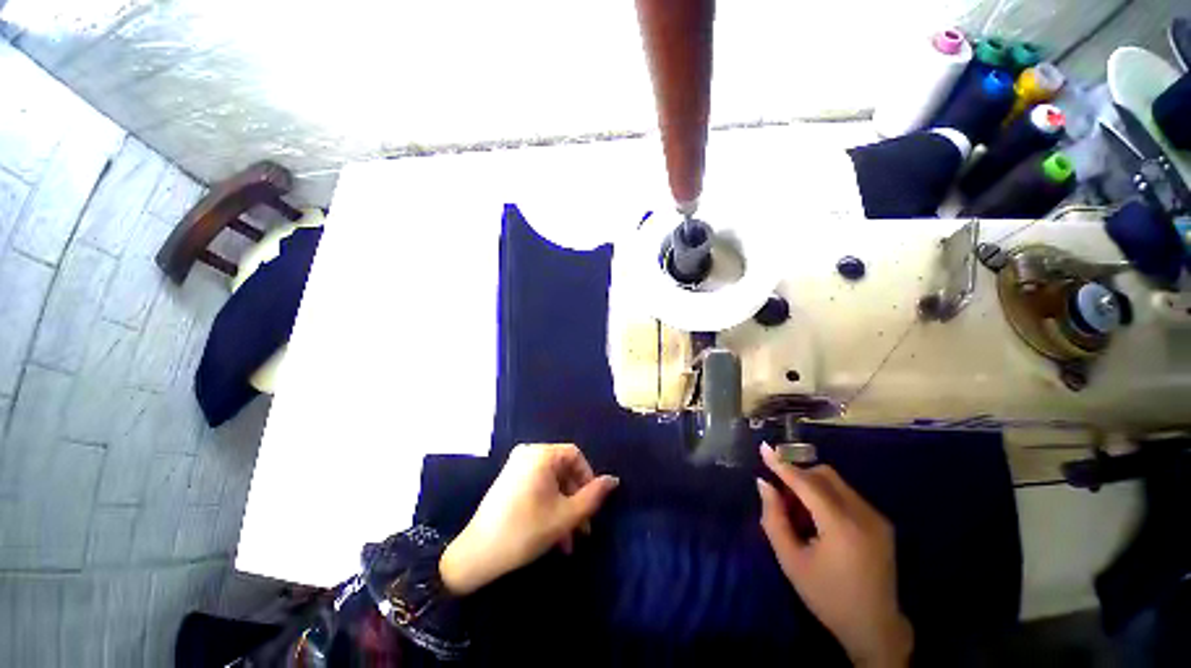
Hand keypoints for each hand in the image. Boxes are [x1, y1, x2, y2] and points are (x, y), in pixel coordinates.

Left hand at [439, 443, 618, 595]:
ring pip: (551, 483)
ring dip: (564, 509)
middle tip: (584, 529)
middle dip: (576, 500)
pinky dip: (549, 506)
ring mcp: (516, 466)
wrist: (477, 555)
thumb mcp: (566, 515)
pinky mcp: (509, 481)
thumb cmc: (525, 531)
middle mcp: (528, 453)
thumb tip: (614, 480)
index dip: (588, 478)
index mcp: (540, 454)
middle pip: (563, 470)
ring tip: (570, 541)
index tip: (593, 505)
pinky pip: (538, 487)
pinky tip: (554, 535)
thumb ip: (593, 496)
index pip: (575, 455)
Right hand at [757, 444, 912, 667]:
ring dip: (812, 485)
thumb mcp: (791, 561)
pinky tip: (820, 521)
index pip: (806, 483)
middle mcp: (864, 515)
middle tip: (782, 496)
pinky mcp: (881, 522)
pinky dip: (826, 496)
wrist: (875, 627)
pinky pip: (847, 494)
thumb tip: (764, 484)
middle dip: (798, 475)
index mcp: (841, 527)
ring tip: (801, 513)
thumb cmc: (827, 596)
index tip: (763, 447)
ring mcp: (876, 517)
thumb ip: (774, 518)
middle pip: (824, 475)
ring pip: (836, 482)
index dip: (782, 464)